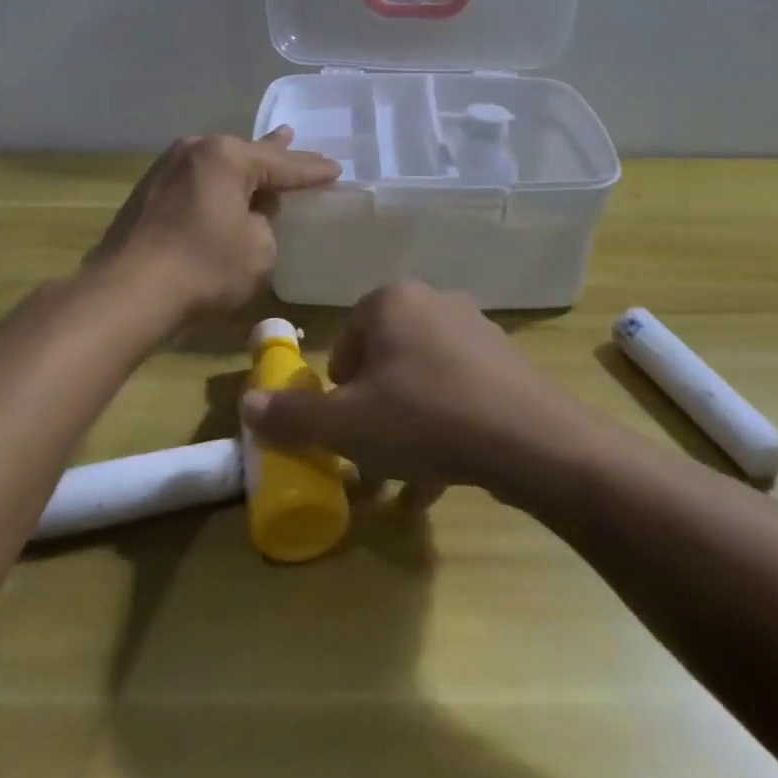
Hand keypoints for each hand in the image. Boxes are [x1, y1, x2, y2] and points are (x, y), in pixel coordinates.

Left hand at [87, 128, 339, 315]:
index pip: (282, 164)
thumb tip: (251, 213)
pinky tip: (225, 185)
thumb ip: (266, 222)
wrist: (126, 292)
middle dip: (276, 153)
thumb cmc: (203, 268)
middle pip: (248, 153)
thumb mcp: (258, 249)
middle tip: (296, 138)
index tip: (337, 169)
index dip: (312, 170)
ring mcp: (167, 167)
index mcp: (227, 157)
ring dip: (244, 166)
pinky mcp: (149, 191)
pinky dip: (218, 182)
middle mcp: (196, 150)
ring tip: (267, 151)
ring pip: (219, 164)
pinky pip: (198, 179)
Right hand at [239, 281, 590, 503]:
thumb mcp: (348, 426)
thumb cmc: (425, 419)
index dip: (339, 383)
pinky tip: (443, 476)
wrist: (531, 440)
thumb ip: (293, 415)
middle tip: (371, 450)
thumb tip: (246, 404)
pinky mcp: (506, 360)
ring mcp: (476, 329)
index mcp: (392, 302)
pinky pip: (459, 390)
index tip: (342, 423)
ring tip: (406, 475)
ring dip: (407, 423)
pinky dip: (444, 425)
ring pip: (423, 378)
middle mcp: (434, 302)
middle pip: (386, 358)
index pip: (349, 336)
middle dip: (373, 407)